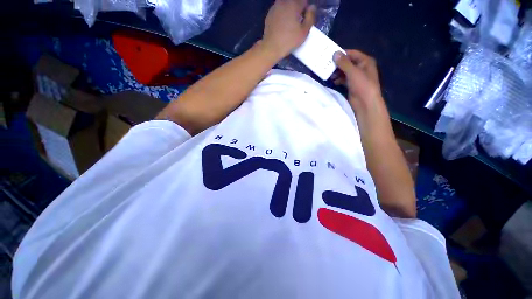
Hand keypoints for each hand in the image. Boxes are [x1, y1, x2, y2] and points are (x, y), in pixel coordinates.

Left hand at [262, 0, 315, 58]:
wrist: (271, 47)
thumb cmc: (289, 40)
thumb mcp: (304, 32)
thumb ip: (310, 17)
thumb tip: (312, 7)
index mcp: (294, 4)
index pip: (304, 1)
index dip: (306, 10)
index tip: (304, 20)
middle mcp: (284, 2)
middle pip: (294, 2)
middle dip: (297, 9)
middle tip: (297, 22)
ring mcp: (275, 7)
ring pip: (285, 5)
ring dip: (288, 11)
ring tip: (289, 24)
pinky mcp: (269, 14)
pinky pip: (278, 11)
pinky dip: (281, 15)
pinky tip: (281, 25)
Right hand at [332, 50, 382, 107]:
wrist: (365, 103)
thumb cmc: (362, 85)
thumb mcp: (353, 72)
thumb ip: (344, 63)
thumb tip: (335, 53)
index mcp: (365, 61)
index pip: (352, 53)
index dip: (342, 53)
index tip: (330, 55)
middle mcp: (361, 68)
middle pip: (348, 63)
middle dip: (338, 64)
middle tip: (327, 65)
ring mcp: (357, 77)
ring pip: (345, 72)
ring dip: (337, 73)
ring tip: (328, 74)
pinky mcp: (352, 85)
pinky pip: (344, 80)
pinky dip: (338, 80)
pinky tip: (332, 81)